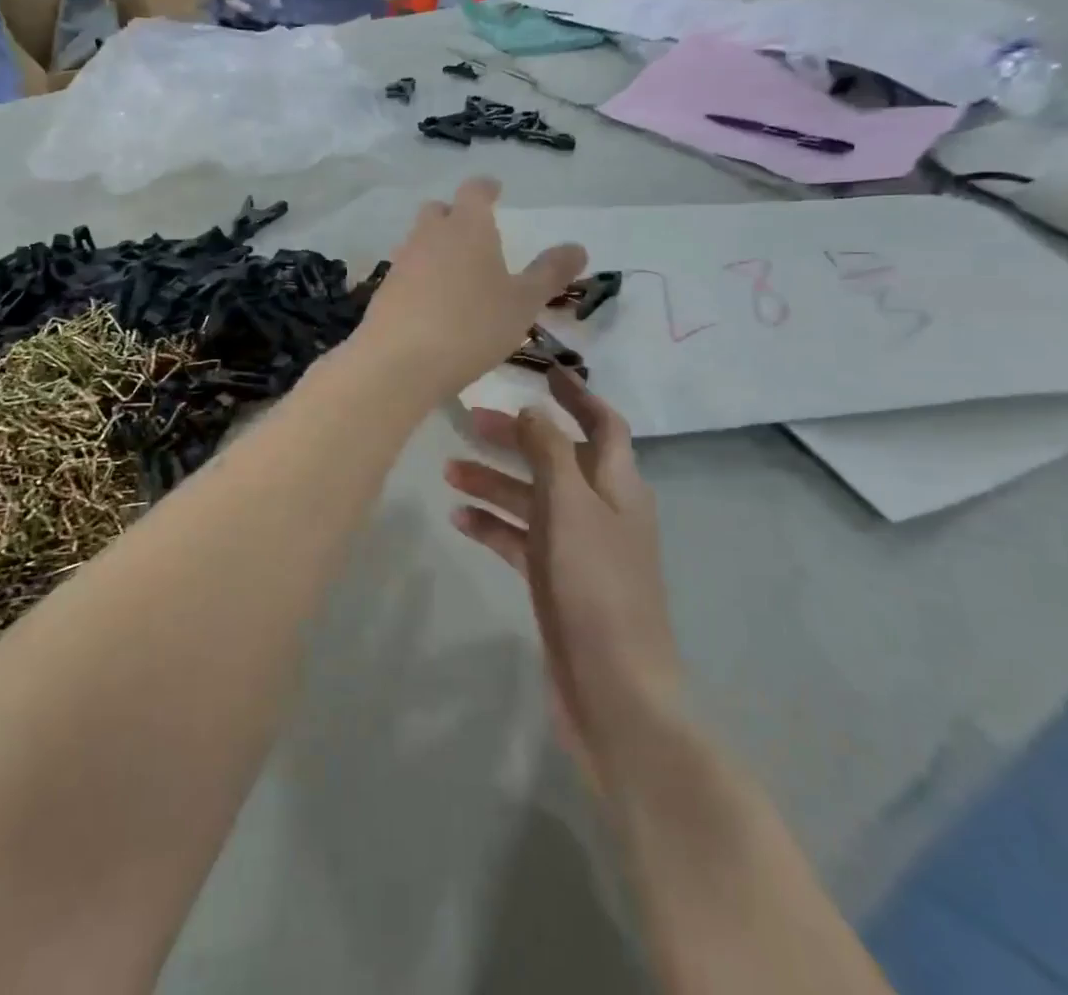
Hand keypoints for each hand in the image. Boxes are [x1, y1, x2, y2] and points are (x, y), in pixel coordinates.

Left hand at [354, 178, 585, 401]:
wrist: (401, 362)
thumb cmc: (473, 326)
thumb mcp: (523, 303)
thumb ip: (550, 273)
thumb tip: (578, 247)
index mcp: (468, 227)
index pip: (475, 191)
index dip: (486, 188)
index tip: (494, 191)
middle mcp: (430, 235)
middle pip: (439, 210)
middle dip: (456, 215)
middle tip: (475, 234)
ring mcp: (402, 261)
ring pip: (419, 241)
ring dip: (436, 247)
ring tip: (457, 273)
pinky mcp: (384, 290)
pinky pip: (406, 272)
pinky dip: (420, 278)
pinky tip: (432, 303)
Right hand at [447, 371, 682, 781]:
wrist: (615, 693)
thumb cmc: (597, 588)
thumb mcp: (572, 507)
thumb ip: (551, 452)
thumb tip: (533, 410)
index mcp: (618, 486)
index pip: (603, 425)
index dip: (578, 397)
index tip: (544, 374)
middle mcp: (601, 510)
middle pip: (557, 458)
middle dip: (518, 438)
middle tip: (471, 421)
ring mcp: (578, 548)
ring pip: (533, 499)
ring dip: (495, 481)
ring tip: (448, 471)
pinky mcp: (556, 582)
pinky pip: (520, 539)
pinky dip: (494, 525)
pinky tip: (460, 519)